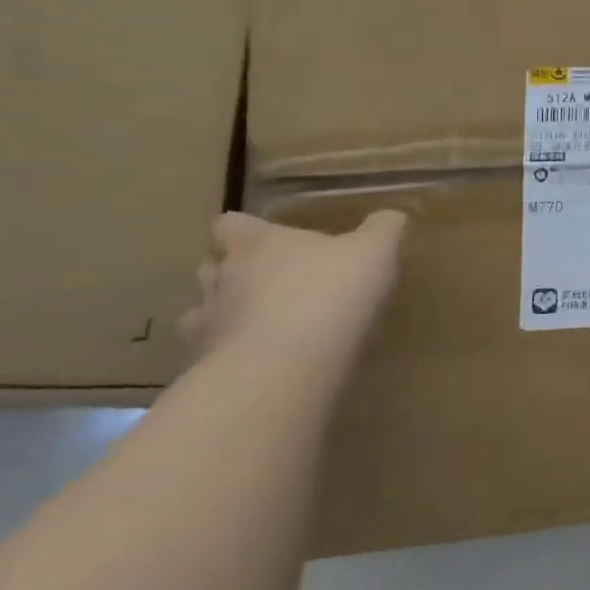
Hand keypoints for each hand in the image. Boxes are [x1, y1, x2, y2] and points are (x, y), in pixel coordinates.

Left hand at [180, 210, 407, 363]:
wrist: (284, 371)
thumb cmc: (330, 294)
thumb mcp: (375, 252)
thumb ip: (381, 230)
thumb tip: (388, 217)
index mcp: (258, 244)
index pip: (230, 225)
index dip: (245, 230)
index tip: (266, 238)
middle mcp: (222, 279)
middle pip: (210, 267)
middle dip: (232, 272)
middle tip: (269, 282)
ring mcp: (207, 328)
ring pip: (201, 314)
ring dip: (225, 316)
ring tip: (261, 326)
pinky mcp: (204, 372)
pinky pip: (211, 359)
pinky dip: (230, 358)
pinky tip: (262, 365)